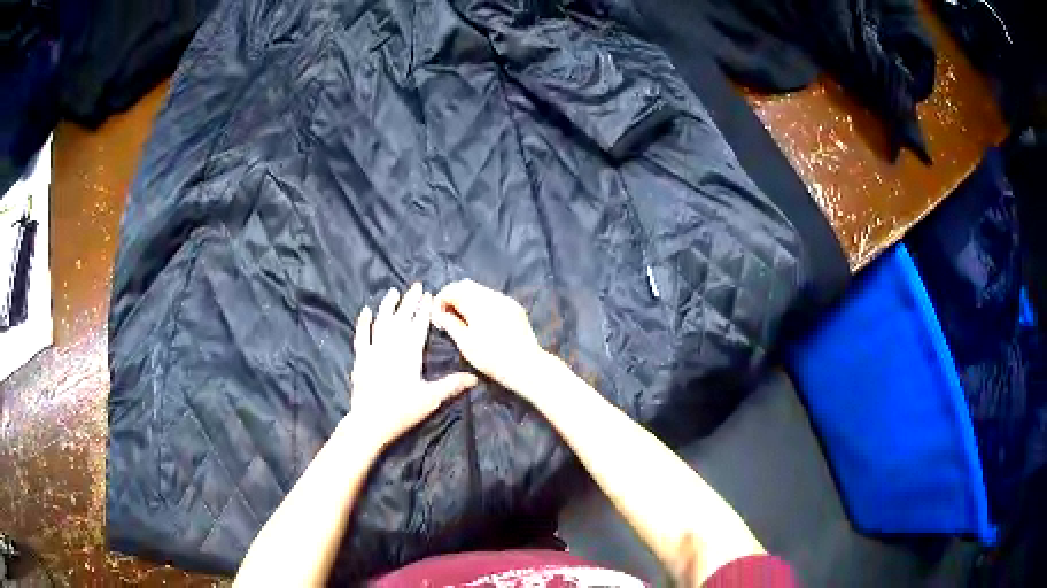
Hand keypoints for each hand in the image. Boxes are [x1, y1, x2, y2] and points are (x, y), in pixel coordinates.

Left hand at [347, 283, 477, 447]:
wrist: (370, 421)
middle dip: (410, 301)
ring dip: (388, 306)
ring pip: (382, 321)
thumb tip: (475, 378)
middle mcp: (391, 345)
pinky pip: (362, 335)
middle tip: (416, 285)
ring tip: (393, 292)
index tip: (430, 294)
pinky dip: (363, 323)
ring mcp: (374, 350)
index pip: (419, 324)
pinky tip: (366, 311)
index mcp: (410, 352)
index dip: (425, 309)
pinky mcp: (361, 358)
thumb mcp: (431, 398)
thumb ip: (452, 385)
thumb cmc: (402, 410)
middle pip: (402, 317)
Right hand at [432, 279, 549, 392]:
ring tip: (463, 319)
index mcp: (477, 302)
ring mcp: (505, 300)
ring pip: (480, 290)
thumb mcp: (465, 342)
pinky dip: (482, 304)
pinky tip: (481, 320)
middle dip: (453, 297)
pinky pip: (493, 298)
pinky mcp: (515, 307)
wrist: (525, 365)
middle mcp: (492, 295)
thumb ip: (450, 323)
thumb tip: (439, 314)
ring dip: (468, 299)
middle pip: (466, 285)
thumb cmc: (491, 357)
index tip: (437, 316)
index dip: (441, 300)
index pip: (452, 289)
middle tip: (447, 316)